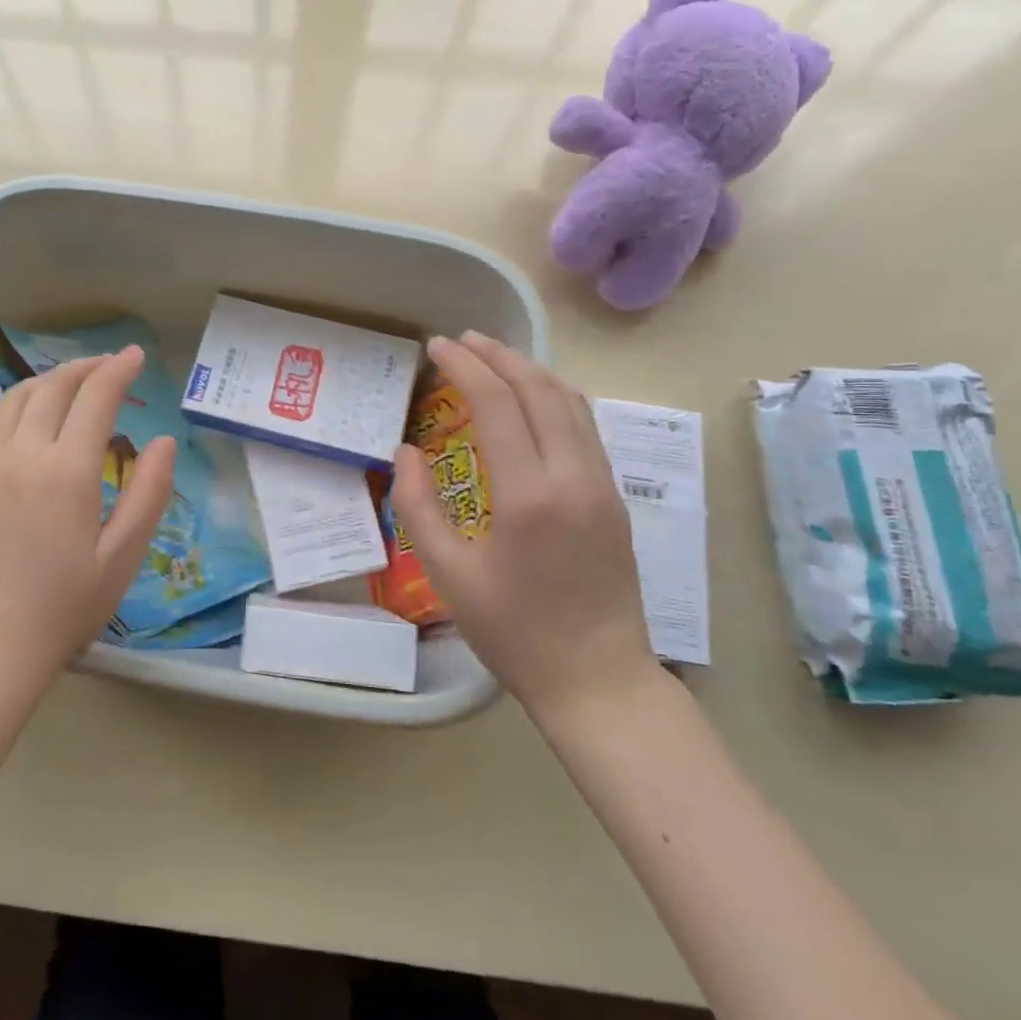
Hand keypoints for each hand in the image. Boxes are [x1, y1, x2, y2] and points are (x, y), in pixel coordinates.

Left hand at [0, 348, 176, 701]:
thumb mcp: (123, 556)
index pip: (95, 398)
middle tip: (113, 366)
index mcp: (68, 471)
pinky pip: (1, 421)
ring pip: (20, 397)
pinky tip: (42, 418)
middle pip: (55, 387)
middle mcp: (24, 454)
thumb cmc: (64, 606)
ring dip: (53, 379)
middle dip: (87, 367)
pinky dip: (27, 401)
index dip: (119, 370)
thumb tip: (164, 441)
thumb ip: (148, 493)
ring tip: (79, 382)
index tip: (137, 356)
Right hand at [390, 332, 657, 729]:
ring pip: (571, 402)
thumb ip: (418, 506)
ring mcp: (602, 485)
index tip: (437, 346)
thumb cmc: (514, 632)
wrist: (597, 680)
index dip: (465, 365)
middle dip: (499, 355)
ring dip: (531, 371)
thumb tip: (406, 451)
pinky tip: (533, 400)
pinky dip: (554, 397)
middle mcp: (573, 476)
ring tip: (495, 357)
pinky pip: (585, 427)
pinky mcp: (614, 498)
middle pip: (539, 389)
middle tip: (462, 339)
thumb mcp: (448, 574)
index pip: (496, 402)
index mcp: (529, 494)